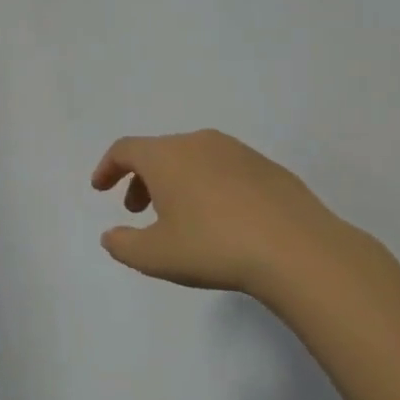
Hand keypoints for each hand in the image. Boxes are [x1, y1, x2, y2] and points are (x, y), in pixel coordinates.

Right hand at [91, 130, 352, 298]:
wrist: (298, 251)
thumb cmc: (213, 247)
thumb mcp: (154, 256)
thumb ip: (123, 245)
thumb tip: (111, 236)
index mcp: (166, 156)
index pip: (125, 150)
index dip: (107, 168)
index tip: (101, 189)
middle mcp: (198, 143)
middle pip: (158, 152)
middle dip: (141, 179)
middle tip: (137, 210)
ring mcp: (238, 152)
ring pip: (192, 158)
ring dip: (175, 181)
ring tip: (179, 217)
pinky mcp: (268, 168)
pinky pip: (223, 169)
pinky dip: (208, 186)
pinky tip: (220, 219)